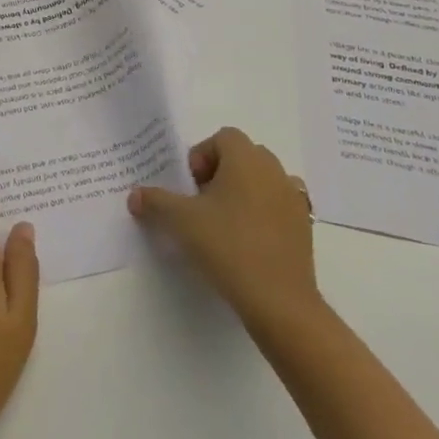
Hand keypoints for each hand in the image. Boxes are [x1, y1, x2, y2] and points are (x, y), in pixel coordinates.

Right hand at [128, 126, 320, 329]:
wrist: (279, 300)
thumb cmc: (228, 246)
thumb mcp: (180, 221)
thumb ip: (155, 202)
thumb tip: (134, 195)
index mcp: (246, 159)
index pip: (223, 137)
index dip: (202, 155)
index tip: (191, 187)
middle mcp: (274, 170)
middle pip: (244, 155)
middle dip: (221, 172)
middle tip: (203, 202)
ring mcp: (293, 199)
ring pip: (264, 180)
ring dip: (244, 191)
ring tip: (227, 222)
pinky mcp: (304, 227)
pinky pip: (280, 205)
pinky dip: (265, 213)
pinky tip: (250, 240)